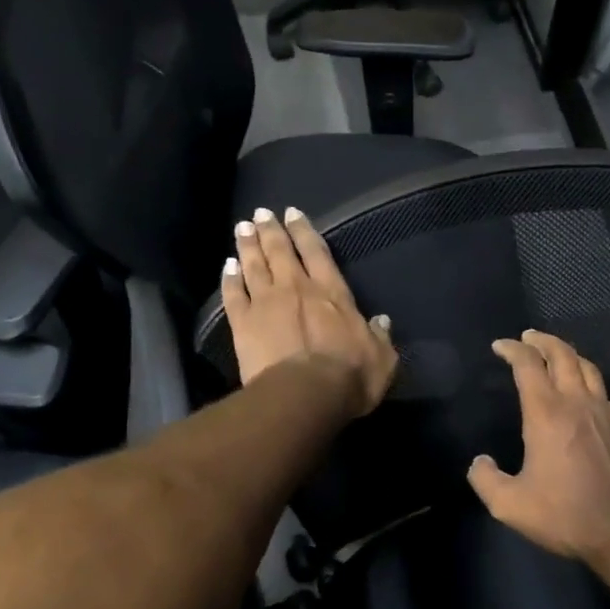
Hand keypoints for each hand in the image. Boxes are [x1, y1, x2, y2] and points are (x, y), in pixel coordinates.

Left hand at [222, 206, 397, 417]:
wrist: (306, 395)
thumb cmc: (350, 376)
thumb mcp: (382, 358)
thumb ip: (380, 336)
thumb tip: (382, 321)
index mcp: (332, 293)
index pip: (317, 252)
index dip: (304, 231)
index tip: (292, 213)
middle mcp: (297, 288)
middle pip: (280, 251)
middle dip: (271, 230)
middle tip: (261, 214)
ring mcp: (266, 303)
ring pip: (254, 266)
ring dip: (247, 245)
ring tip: (241, 228)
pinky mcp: (243, 323)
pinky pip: (233, 294)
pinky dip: (229, 278)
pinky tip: (227, 267)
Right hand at [467, 331, 609, 561]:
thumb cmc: (562, 514)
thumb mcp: (509, 504)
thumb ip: (485, 479)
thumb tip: (479, 462)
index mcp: (546, 413)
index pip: (528, 365)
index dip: (512, 349)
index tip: (500, 346)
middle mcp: (577, 403)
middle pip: (562, 354)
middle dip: (543, 341)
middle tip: (528, 337)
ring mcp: (604, 414)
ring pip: (588, 368)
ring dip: (569, 355)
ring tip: (556, 355)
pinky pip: (606, 394)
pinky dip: (592, 385)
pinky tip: (588, 396)